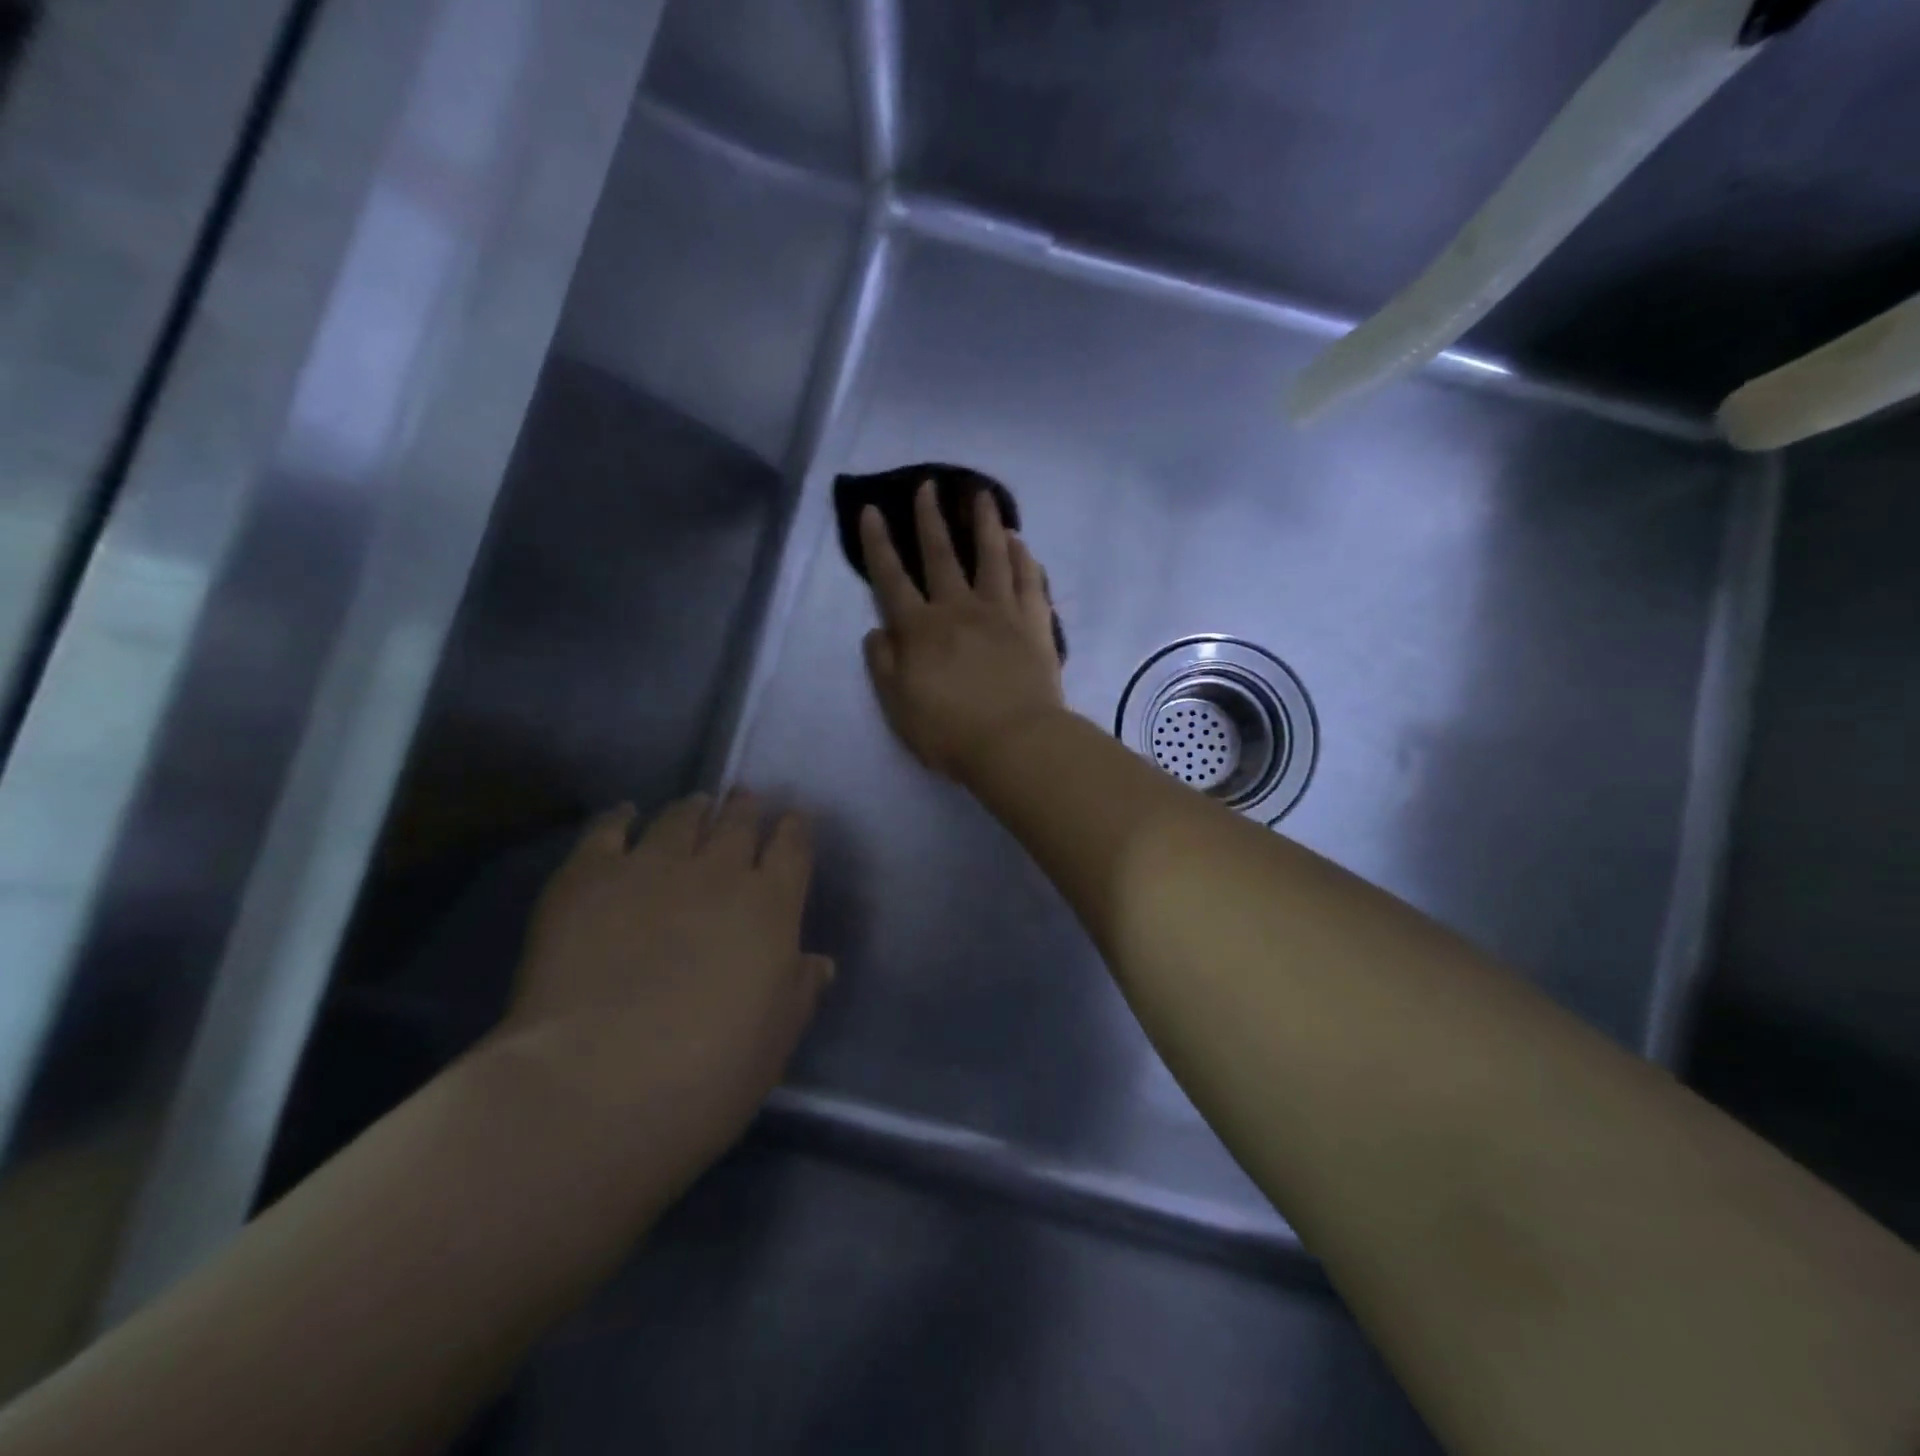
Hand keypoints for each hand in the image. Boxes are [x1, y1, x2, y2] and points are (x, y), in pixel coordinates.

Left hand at [504, 793, 831, 1180]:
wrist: (596, 1085)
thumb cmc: (708, 1075)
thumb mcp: (776, 1040)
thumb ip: (799, 991)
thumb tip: (818, 963)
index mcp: (770, 906)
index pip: (792, 849)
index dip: (795, 830)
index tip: (794, 819)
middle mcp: (717, 871)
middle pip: (738, 823)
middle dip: (746, 808)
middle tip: (745, 799)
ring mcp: (650, 867)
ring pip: (680, 818)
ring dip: (694, 808)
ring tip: (696, 804)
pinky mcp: (588, 877)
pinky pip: (608, 829)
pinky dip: (620, 817)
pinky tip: (625, 813)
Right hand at [861, 481, 1067, 779]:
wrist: (1014, 742)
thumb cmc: (949, 731)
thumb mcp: (898, 706)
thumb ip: (883, 665)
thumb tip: (877, 631)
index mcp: (919, 630)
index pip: (891, 578)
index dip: (878, 544)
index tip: (872, 511)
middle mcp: (958, 609)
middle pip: (941, 555)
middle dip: (930, 518)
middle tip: (928, 485)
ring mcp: (1000, 611)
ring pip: (991, 556)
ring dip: (984, 522)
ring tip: (982, 495)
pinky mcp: (1034, 622)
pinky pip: (1028, 580)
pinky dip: (1023, 558)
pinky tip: (1020, 542)